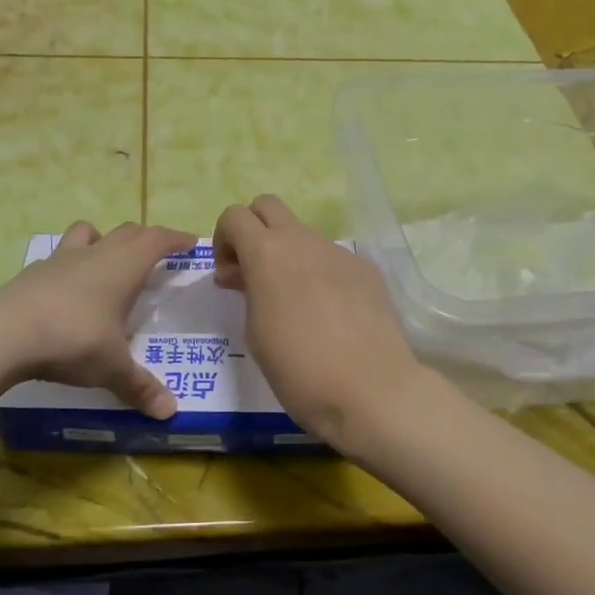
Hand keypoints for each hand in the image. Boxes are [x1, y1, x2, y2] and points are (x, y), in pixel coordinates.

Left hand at [0, 220, 195, 418]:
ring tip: (107, 259)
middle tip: (157, 253)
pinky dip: (70, 264)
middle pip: (127, 231)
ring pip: (88, 233)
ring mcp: (61, 259)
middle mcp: (96, 254)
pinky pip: (59, 256)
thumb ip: (140, 386)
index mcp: (124, 267)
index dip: (175, 238)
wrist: (5, 332)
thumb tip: (169, 412)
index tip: (190, 242)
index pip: (157, 239)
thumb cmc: (74, 339)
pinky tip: (67, 288)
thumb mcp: (112, 368)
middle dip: (145, 238)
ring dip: (103, 239)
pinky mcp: (33, 272)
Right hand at [212, 195, 422, 449]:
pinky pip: (331, 258)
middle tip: (254, 273)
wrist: (371, 389)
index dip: (223, 240)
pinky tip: (329, 314)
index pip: (234, 215)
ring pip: (303, 234)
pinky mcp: (365, 269)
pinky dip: (319, 273)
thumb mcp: (254, 331)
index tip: (229, 277)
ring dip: (288, 254)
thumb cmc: (298, 368)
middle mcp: (303, 241)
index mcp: (267, 253)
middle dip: (253, 230)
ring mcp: (338, 252)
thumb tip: (246, 276)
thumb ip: (247, 291)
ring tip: (294, 301)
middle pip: (268, 206)